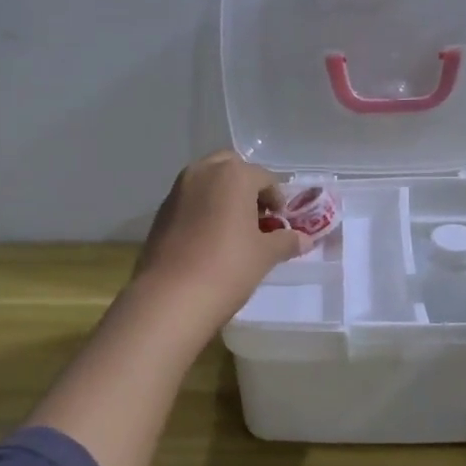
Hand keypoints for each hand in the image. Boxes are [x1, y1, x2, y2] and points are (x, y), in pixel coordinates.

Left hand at [132, 151, 307, 334]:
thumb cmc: (228, 268)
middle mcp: (203, 173)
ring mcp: (177, 190)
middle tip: (257, 217)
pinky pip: (190, 200)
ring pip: (207, 182)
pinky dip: (203, 209)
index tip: (281, 222)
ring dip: (223, 196)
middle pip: (232, 169)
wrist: (171, 297)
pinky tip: (209, 239)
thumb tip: (305, 240)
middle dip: (247, 187)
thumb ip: (286, 241)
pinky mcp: (161, 211)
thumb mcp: (265, 255)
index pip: (265, 177)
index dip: (277, 199)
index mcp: (233, 175)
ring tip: (234, 229)